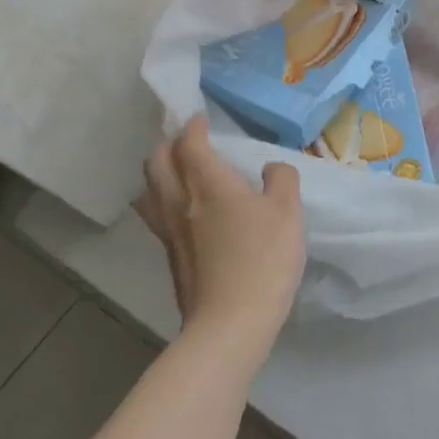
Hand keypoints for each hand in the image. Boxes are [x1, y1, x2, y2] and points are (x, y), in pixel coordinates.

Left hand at [138, 116, 305, 351]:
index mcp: (210, 185)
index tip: (201, 118)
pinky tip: (181, 209)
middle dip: (169, 144)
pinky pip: (156, 214)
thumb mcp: (289, 212)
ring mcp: (169, 231)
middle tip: (187, 140)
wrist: (232, 320)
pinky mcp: (170, 255)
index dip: (193, 127)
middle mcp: (180, 202)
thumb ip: (282, 180)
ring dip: (159, 172)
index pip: (190, 144)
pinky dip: (162, 199)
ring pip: (149, 189)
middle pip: (158, 162)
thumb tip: (270, 169)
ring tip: (176, 171)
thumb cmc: (265, 258)